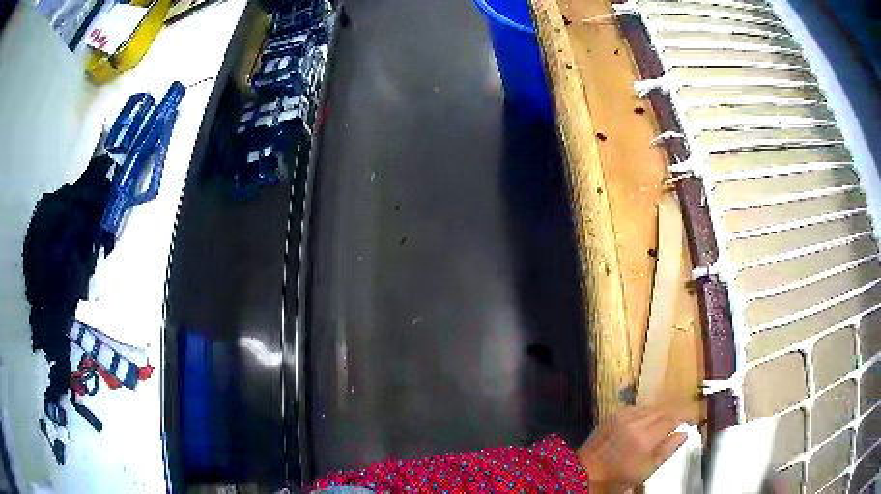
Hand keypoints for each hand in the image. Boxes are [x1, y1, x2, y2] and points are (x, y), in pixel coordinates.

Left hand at [576, 406, 687, 493]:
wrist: (584, 474)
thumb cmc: (618, 477)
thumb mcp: (647, 470)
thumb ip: (668, 450)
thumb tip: (684, 433)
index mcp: (645, 436)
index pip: (672, 417)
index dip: (685, 416)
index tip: (692, 419)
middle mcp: (635, 421)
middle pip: (662, 409)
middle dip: (673, 413)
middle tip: (681, 421)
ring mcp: (622, 415)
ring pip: (650, 406)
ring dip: (660, 412)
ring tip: (665, 423)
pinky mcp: (613, 414)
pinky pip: (636, 408)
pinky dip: (645, 413)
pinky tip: (646, 423)